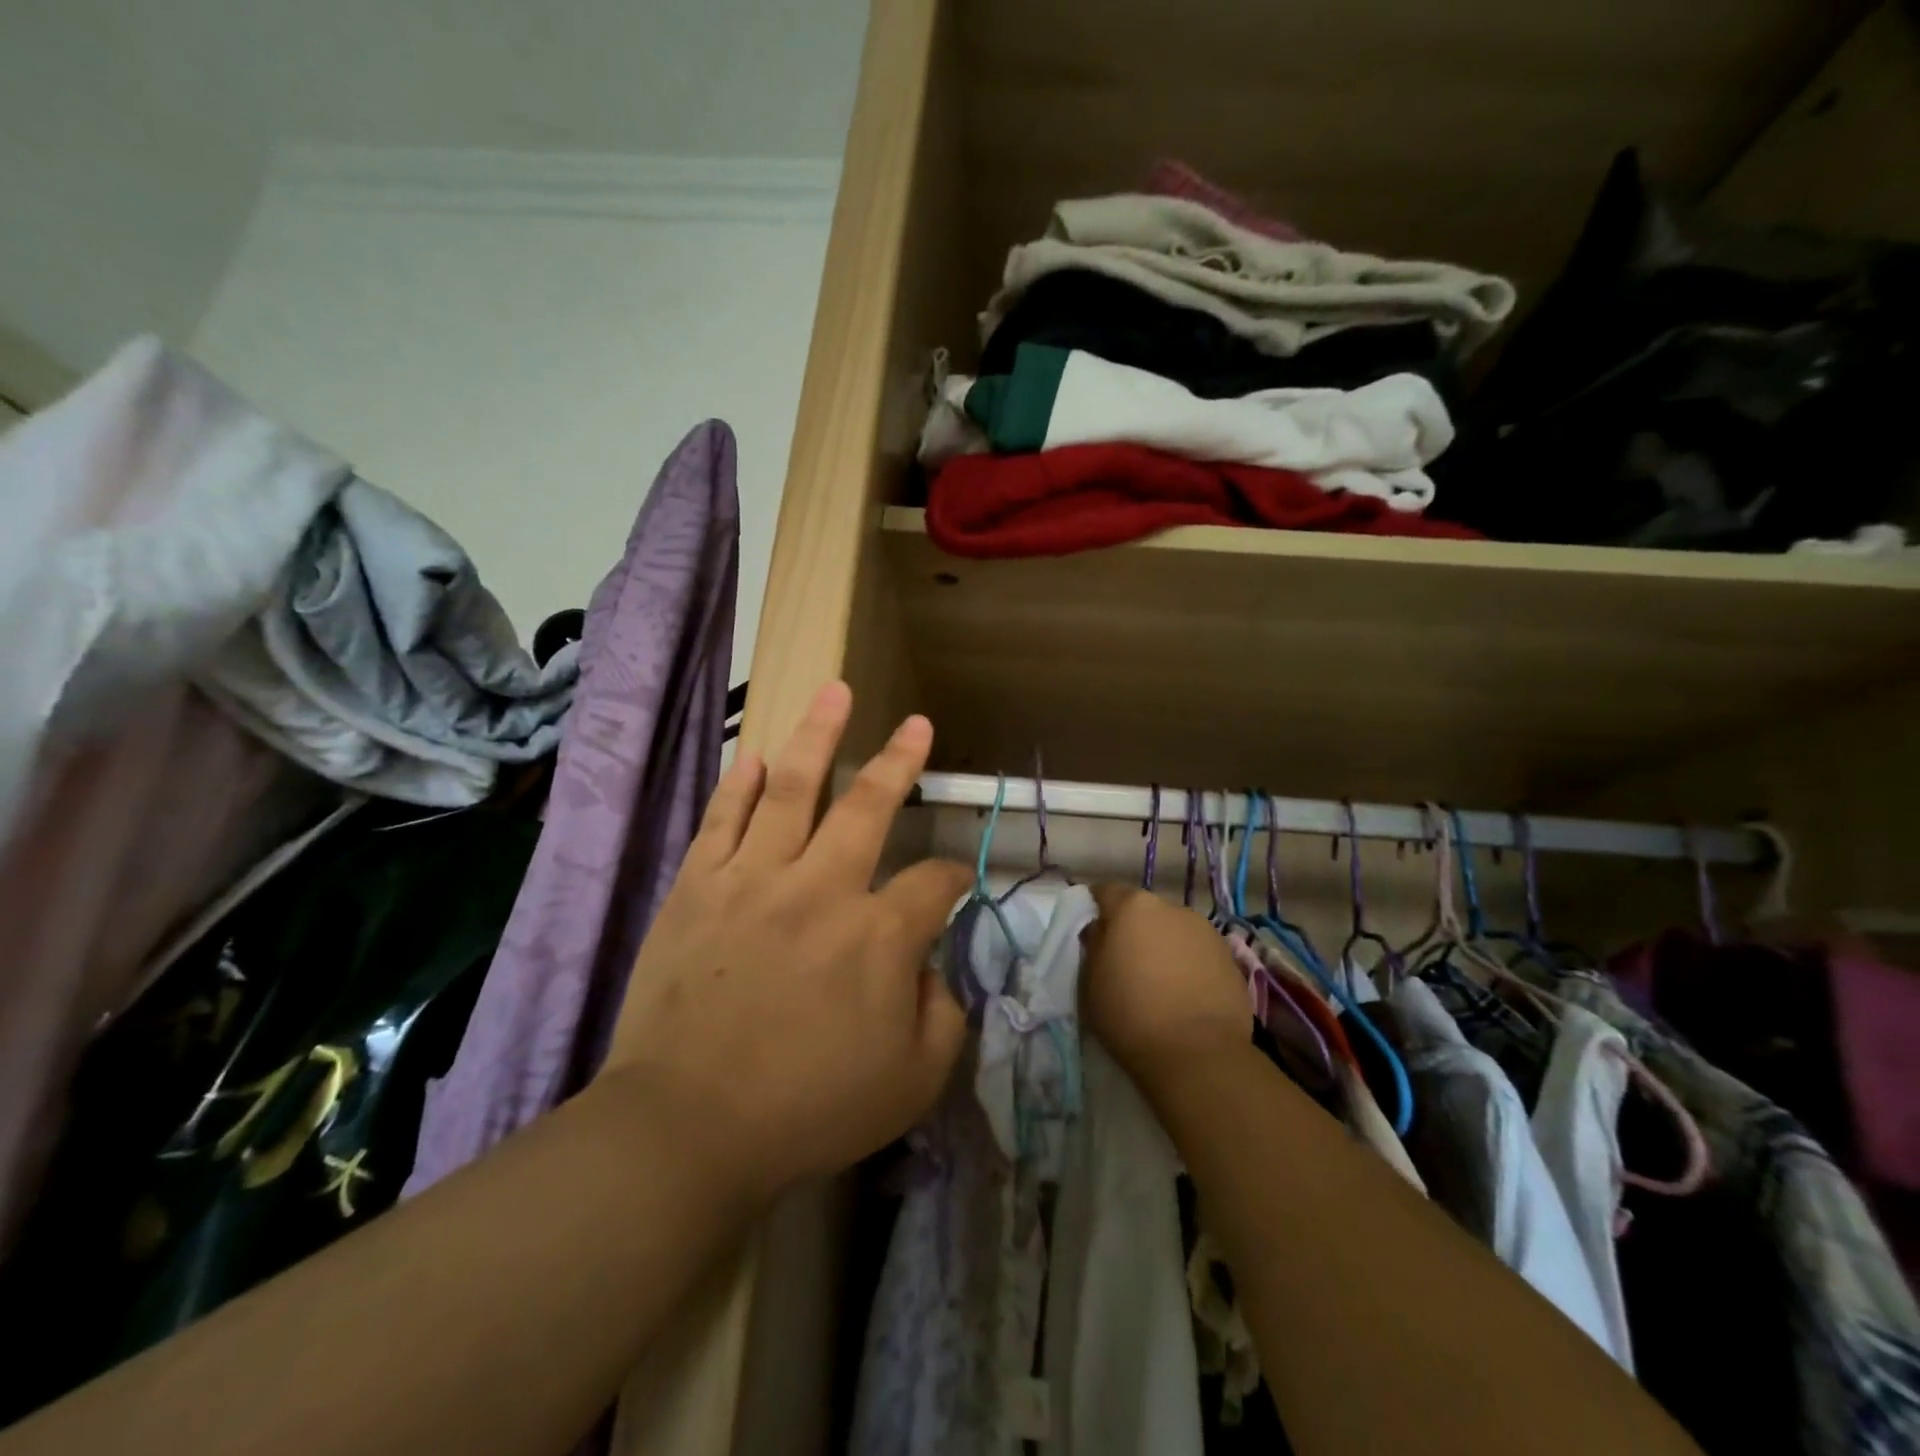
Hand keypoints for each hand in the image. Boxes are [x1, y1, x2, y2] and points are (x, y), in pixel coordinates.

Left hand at [602, 681, 972, 1203]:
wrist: (685, 1129)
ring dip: (818, 736)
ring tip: (835, 691)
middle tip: (917, 723)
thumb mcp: (912, 1084)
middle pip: (869, 805)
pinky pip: (723, 820)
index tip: (956, 882)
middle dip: (900, 760)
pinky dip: (742, 784)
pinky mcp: (698, 888)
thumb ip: (943, 1018)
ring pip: (793, 789)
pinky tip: (757, 754)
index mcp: (878, 936)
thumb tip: (930, 970)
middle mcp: (822, 889)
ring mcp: (753, 880)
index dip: (955, 875)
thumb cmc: (807, 1110)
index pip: (934, 882)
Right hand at [1081, 885, 1249, 1094]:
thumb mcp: (1089, 981)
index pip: (1105, 891)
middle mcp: (1171, 907)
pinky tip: (1183, 994)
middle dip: (1132, 928)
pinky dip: (1187, 964)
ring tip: (1158, 981)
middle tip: (1124, 961)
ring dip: (1163, 945)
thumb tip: (1100, 929)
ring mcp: (1205, 931)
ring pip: (1173, 930)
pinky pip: (1197, 953)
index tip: (1091, 933)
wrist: (1197, 1055)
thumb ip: (1092, 945)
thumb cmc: (1129, 1014)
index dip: (1094, 909)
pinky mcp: (1230, 958)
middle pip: (1143, 910)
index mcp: (1132, 906)